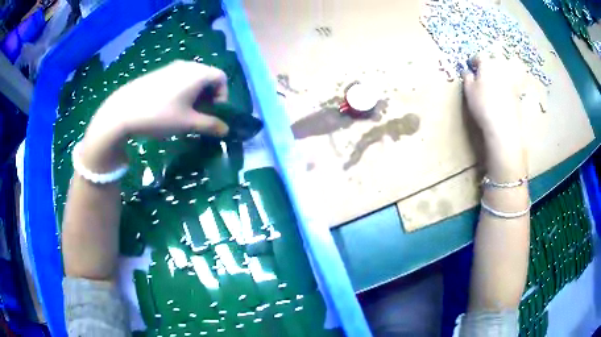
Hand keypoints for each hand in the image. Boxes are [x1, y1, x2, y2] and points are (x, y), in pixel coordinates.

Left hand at [80, 61, 229, 171]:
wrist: (123, 111)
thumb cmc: (160, 116)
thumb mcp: (188, 124)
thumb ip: (210, 125)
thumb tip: (225, 129)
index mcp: (198, 73)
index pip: (222, 78)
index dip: (223, 96)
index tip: (212, 114)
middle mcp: (187, 65)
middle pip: (207, 77)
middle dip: (209, 97)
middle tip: (200, 116)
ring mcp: (171, 67)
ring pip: (192, 79)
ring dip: (195, 96)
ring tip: (184, 114)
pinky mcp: (158, 73)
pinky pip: (178, 79)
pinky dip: (182, 92)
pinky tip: (169, 108)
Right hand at [462, 52, 526, 180]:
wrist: (502, 126)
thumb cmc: (482, 105)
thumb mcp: (469, 91)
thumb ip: (467, 78)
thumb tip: (468, 72)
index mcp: (487, 64)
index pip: (479, 56)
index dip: (475, 60)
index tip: (472, 65)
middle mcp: (501, 68)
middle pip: (497, 56)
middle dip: (492, 59)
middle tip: (487, 67)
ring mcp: (512, 79)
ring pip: (512, 65)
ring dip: (508, 65)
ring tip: (503, 71)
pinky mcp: (518, 92)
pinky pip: (517, 80)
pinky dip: (515, 79)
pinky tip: (510, 86)